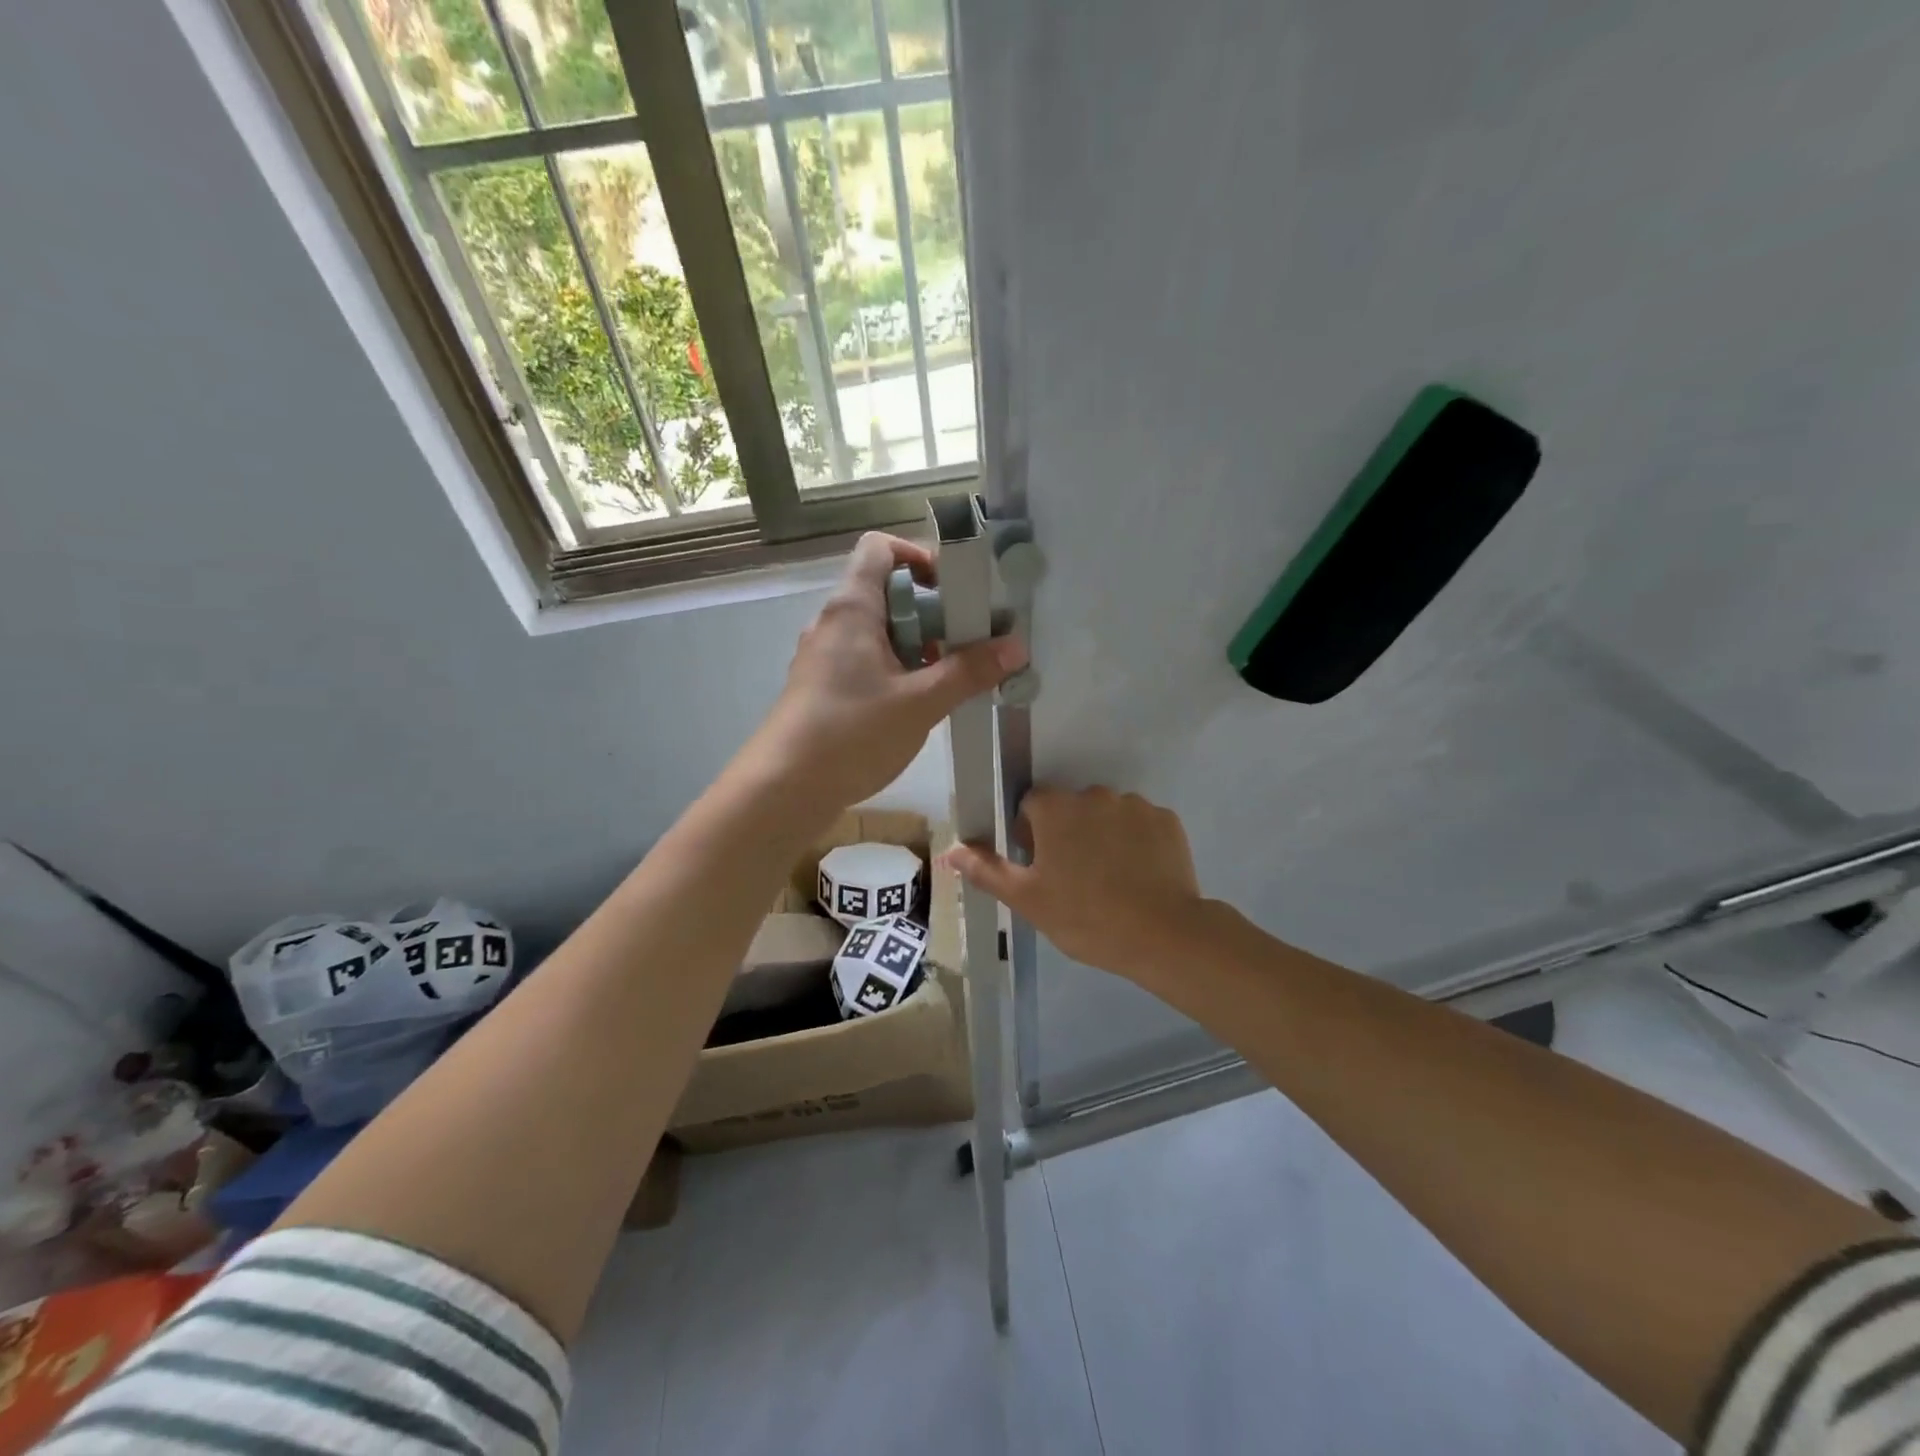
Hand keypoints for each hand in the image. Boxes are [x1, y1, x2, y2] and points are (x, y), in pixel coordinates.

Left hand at [745, 533, 1024, 812]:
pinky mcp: (822, 687)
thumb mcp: (920, 703)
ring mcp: (823, 657)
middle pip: (885, 592)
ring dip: (916, 646)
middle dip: (931, 612)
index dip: (919, 556)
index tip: (953, 590)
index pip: (879, 548)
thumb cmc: (851, 734)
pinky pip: (865, 661)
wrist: (783, 789)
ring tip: (947, 678)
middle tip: (965, 643)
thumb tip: (1016, 646)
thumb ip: (969, 671)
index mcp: (852, 608)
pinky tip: (916, 705)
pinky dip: (895, 670)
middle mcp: (833, 623)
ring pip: (877, 631)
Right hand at [943, 787, 1207, 983]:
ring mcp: (1135, 805)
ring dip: (1103, 836)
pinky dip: (1136, 843)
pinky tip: (1138, 877)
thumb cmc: (1085, 917)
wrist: (1163, 935)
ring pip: (1107, 815)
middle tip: (1074, 878)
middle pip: (1070, 808)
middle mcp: (1094, 794)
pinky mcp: (1167, 821)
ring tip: (1111, 880)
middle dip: (1068, 833)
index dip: (1030, 834)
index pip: (1031, 805)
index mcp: (1056, 808)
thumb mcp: (1027, 899)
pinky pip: (1141, 825)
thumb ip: (986, 870)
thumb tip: (950, 851)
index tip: (1040, 866)